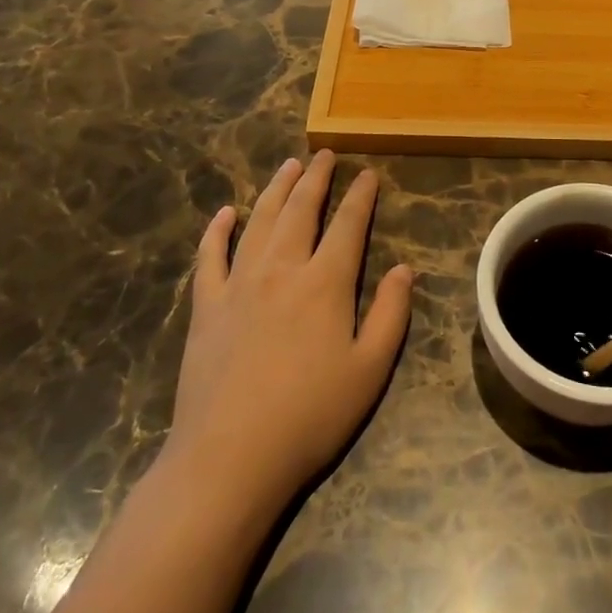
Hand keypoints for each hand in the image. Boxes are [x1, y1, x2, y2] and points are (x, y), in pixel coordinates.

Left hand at [165, 152, 413, 517]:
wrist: (230, 457)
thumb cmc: (310, 416)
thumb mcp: (369, 370)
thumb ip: (390, 314)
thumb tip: (405, 268)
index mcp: (325, 283)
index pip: (348, 225)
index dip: (360, 196)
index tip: (368, 174)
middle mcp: (282, 270)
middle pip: (301, 210)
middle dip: (316, 178)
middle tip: (325, 155)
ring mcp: (238, 285)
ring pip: (259, 221)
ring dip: (275, 189)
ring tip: (287, 166)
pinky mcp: (206, 307)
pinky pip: (210, 256)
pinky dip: (217, 230)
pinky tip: (225, 213)